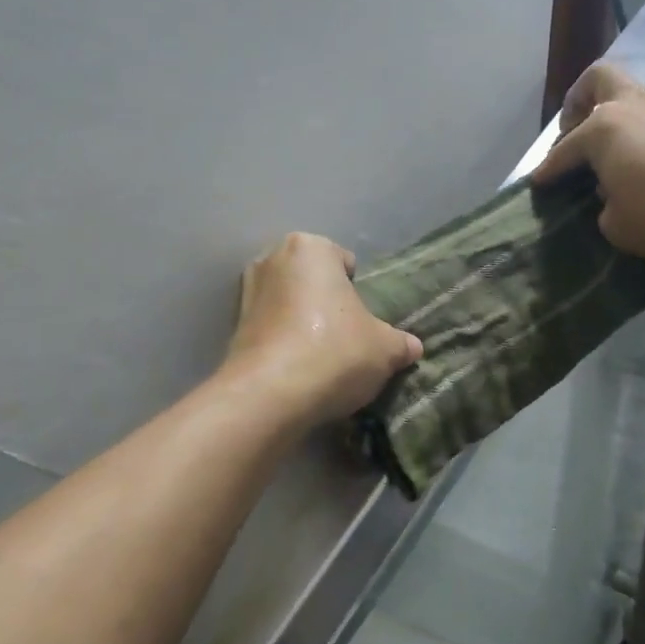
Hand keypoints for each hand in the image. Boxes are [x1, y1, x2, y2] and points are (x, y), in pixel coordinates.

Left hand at [225, 233, 423, 425]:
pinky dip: (283, 344)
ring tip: (321, 357)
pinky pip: (270, 330)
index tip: (363, 320)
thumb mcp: (385, 349)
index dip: (357, 290)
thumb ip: (400, 343)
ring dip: (302, 324)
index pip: (343, 261)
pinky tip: (298, 370)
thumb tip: (411, 347)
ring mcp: (246, 293)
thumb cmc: (334, 352)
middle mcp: (272, 259)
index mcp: (310, 248)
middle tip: (345, 337)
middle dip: (326, 303)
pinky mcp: (232, 329)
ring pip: (288, 305)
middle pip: (312, 281)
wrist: (270, 395)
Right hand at [531, 63, 644, 262]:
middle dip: (579, 102)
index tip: (537, 183)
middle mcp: (630, 107)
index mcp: (603, 127)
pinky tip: (634, 165)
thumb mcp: (616, 224)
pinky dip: (634, 135)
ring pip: (627, 98)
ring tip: (602, 156)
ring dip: (610, 119)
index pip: (564, 149)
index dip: (547, 169)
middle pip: (598, 80)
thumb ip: (603, 205)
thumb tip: (611, 194)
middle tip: (572, 134)